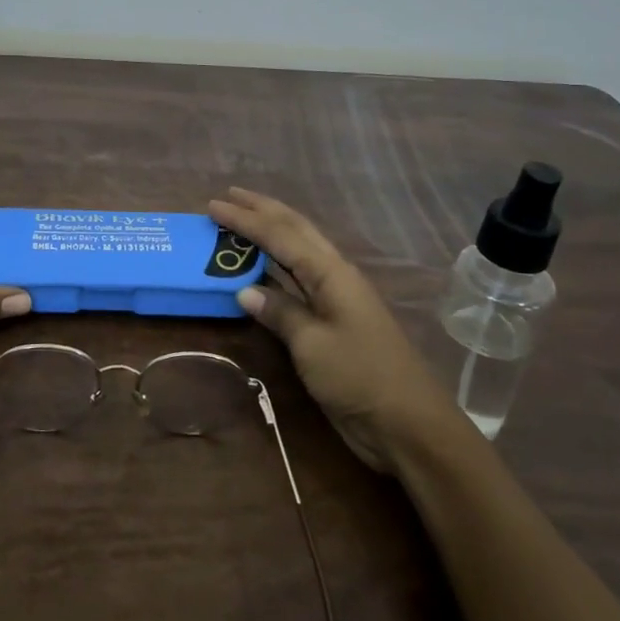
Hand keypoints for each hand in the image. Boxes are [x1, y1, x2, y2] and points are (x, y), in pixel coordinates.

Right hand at [208, 187, 457, 470]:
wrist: (407, 424)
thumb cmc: (359, 377)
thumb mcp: (313, 344)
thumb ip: (280, 312)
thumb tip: (245, 289)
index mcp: (331, 273)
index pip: (280, 236)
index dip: (245, 219)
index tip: (213, 205)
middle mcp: (334, 276)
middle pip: (295, 231)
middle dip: (262, 211)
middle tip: (230, 196)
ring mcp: (337, 298)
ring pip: (299, 252)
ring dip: (270, 233)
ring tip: (241, 220)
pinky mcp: (334, 322)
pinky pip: (299, 281)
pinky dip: (276, 267)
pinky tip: (261, 268)